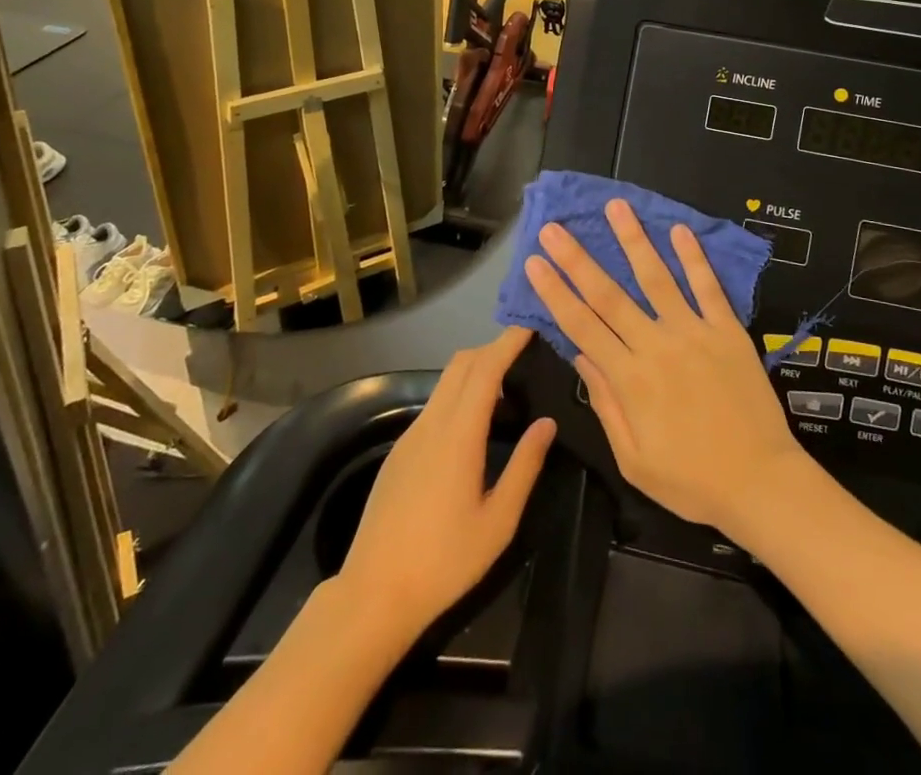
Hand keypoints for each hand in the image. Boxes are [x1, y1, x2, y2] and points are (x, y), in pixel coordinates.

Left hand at [336, 327, 554, 644]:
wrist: (373, 593)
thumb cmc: (444, 561)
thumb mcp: (498, 522)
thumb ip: (525, 466)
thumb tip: (547, 423)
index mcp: (459, 436)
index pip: (485, 369)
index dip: (507, 342)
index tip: (529, 326)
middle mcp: (432, 424)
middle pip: (461, 364)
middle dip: (492, 348)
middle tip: (524, 351)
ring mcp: (410, 436)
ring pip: (445, 383)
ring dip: (475, 370)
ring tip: (506, 384)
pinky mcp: (399, 451)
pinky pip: (434, 405)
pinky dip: (459, 393)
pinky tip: (474, 422)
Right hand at [525, 200, 806, 531]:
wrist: (761, 483)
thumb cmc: (692, 480)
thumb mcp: (634, 460)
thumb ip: (607, 404)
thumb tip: (582, 355)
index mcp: (630, 380)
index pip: (582, 325)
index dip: (555, 292)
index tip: (535, 262)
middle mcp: (657, 346)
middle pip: (609, 295)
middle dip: (577, 259)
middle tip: (554, 228)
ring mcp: (694, 333)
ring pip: (657, 278)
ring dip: (633, 241)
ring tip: (616, 207)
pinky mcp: (727, 331)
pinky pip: (708, 288)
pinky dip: (693, 258)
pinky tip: (679, 230)